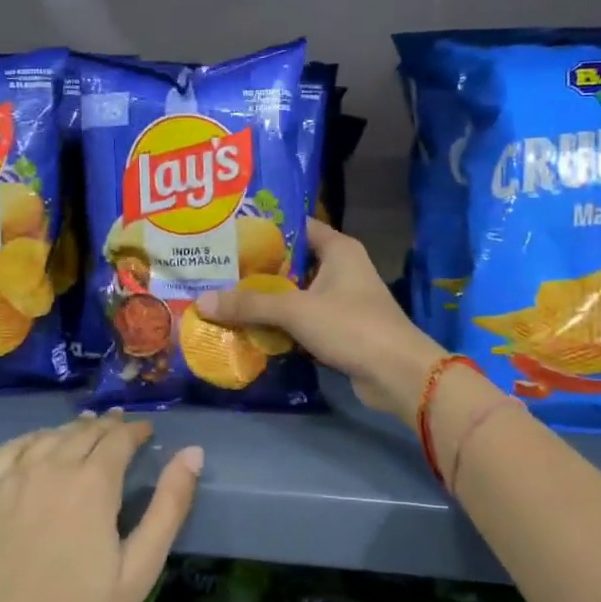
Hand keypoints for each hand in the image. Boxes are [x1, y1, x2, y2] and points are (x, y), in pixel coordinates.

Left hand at [0, 414, 201, 601]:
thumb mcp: (139, 571)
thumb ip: (168, 507)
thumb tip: (193, 453)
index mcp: (92, 485)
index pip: (119, 438)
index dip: (136, 431)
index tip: (147, 432)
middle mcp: (51, 469)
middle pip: (84, 431)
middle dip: (109, 427)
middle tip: (123, 431)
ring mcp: (12, 481)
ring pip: (49, 436)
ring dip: (74, 430)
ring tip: (88, 433)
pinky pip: (10, 449)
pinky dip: (32, 439)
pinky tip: (39, 446)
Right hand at [196, 218, 443, 423]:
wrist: (397, 374)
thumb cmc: (350, 326)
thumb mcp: (295, 310)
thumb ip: (250, 305)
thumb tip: (203, 301)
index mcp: (339, 249)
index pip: (296, 227)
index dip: (265, 229)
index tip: (230, 234)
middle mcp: (342, 268)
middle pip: (292, 262)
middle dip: (258, 269)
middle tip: (218, 270)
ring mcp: (343, 300)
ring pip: (296, 293)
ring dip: (268, 300)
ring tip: (226, 297)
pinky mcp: (341, 328)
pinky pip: (304, 319)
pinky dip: (282, 323)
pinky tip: (251, 328)